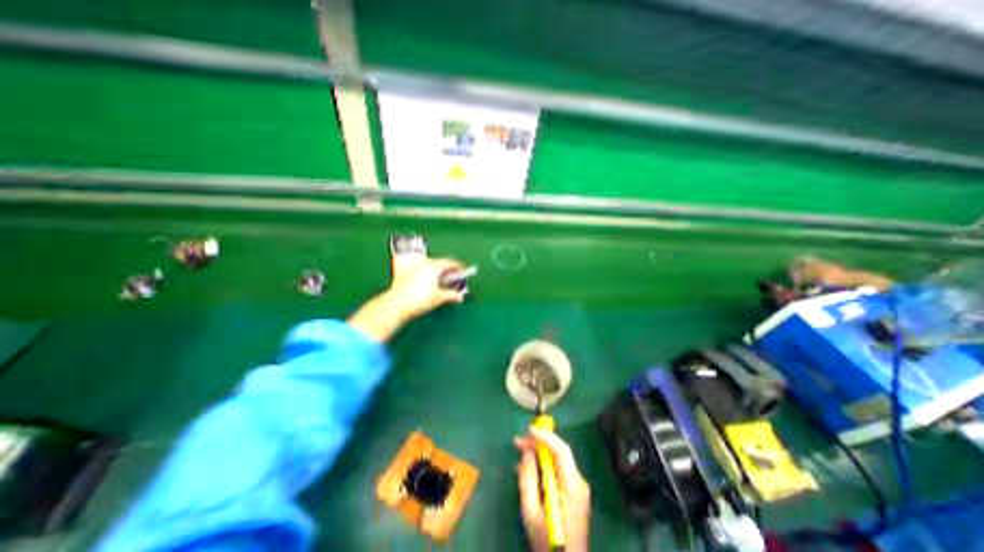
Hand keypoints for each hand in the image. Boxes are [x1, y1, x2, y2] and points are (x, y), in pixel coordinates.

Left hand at [347, 256, 465, 341]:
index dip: (458, 266)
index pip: (449, 262)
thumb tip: (460, 297)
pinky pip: (420, 269)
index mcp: (433, 266)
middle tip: (453, 276)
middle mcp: (423, 263)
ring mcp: (412, 267)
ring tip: (441, 280)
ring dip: (436, 271)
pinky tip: (427, 282)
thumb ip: (451, 295)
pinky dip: (427, 273)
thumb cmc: (420, 299)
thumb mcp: (439, 298)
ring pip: (429, 265)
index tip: (463, 270)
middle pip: (439, 263)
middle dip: (447, 269)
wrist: (397, 305)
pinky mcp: (404, 273)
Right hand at [516, 427, 590, 551]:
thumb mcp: (531, 513)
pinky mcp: (575, 492)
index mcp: (571, 487)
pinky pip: (558, 469)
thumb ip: (528, 480)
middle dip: (539, 442)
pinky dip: (544, 464)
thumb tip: (527, 453)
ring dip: (540, 452)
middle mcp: (579, 482)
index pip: (562, 451)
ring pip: (559, 459)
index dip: (546, 436)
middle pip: (560, 452)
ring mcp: (579, 487)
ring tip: (519, 452)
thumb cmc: (548, 543)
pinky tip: (530, 468)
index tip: (528, 429)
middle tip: (518, 441)